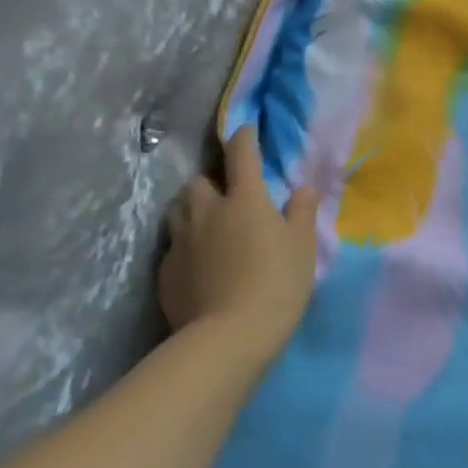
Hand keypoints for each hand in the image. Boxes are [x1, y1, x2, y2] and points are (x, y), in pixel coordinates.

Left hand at [160, 122, 319, 368]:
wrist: (228, 337)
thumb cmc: (276, 283)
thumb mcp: (302, 246)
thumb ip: (301, 212)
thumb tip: (302, 188)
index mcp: (245, 199)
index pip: (242, 155)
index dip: (244, 138)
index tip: (246, 130)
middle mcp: (207, 212)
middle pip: (198, 182)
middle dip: (210, 182)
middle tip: (227, 195)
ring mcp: (180, 242)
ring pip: (178, 211)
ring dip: (192, 209)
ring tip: (207, 223)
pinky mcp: (165, 273)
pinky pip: (172, 246)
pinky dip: (185, 245)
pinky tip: (199, 262)